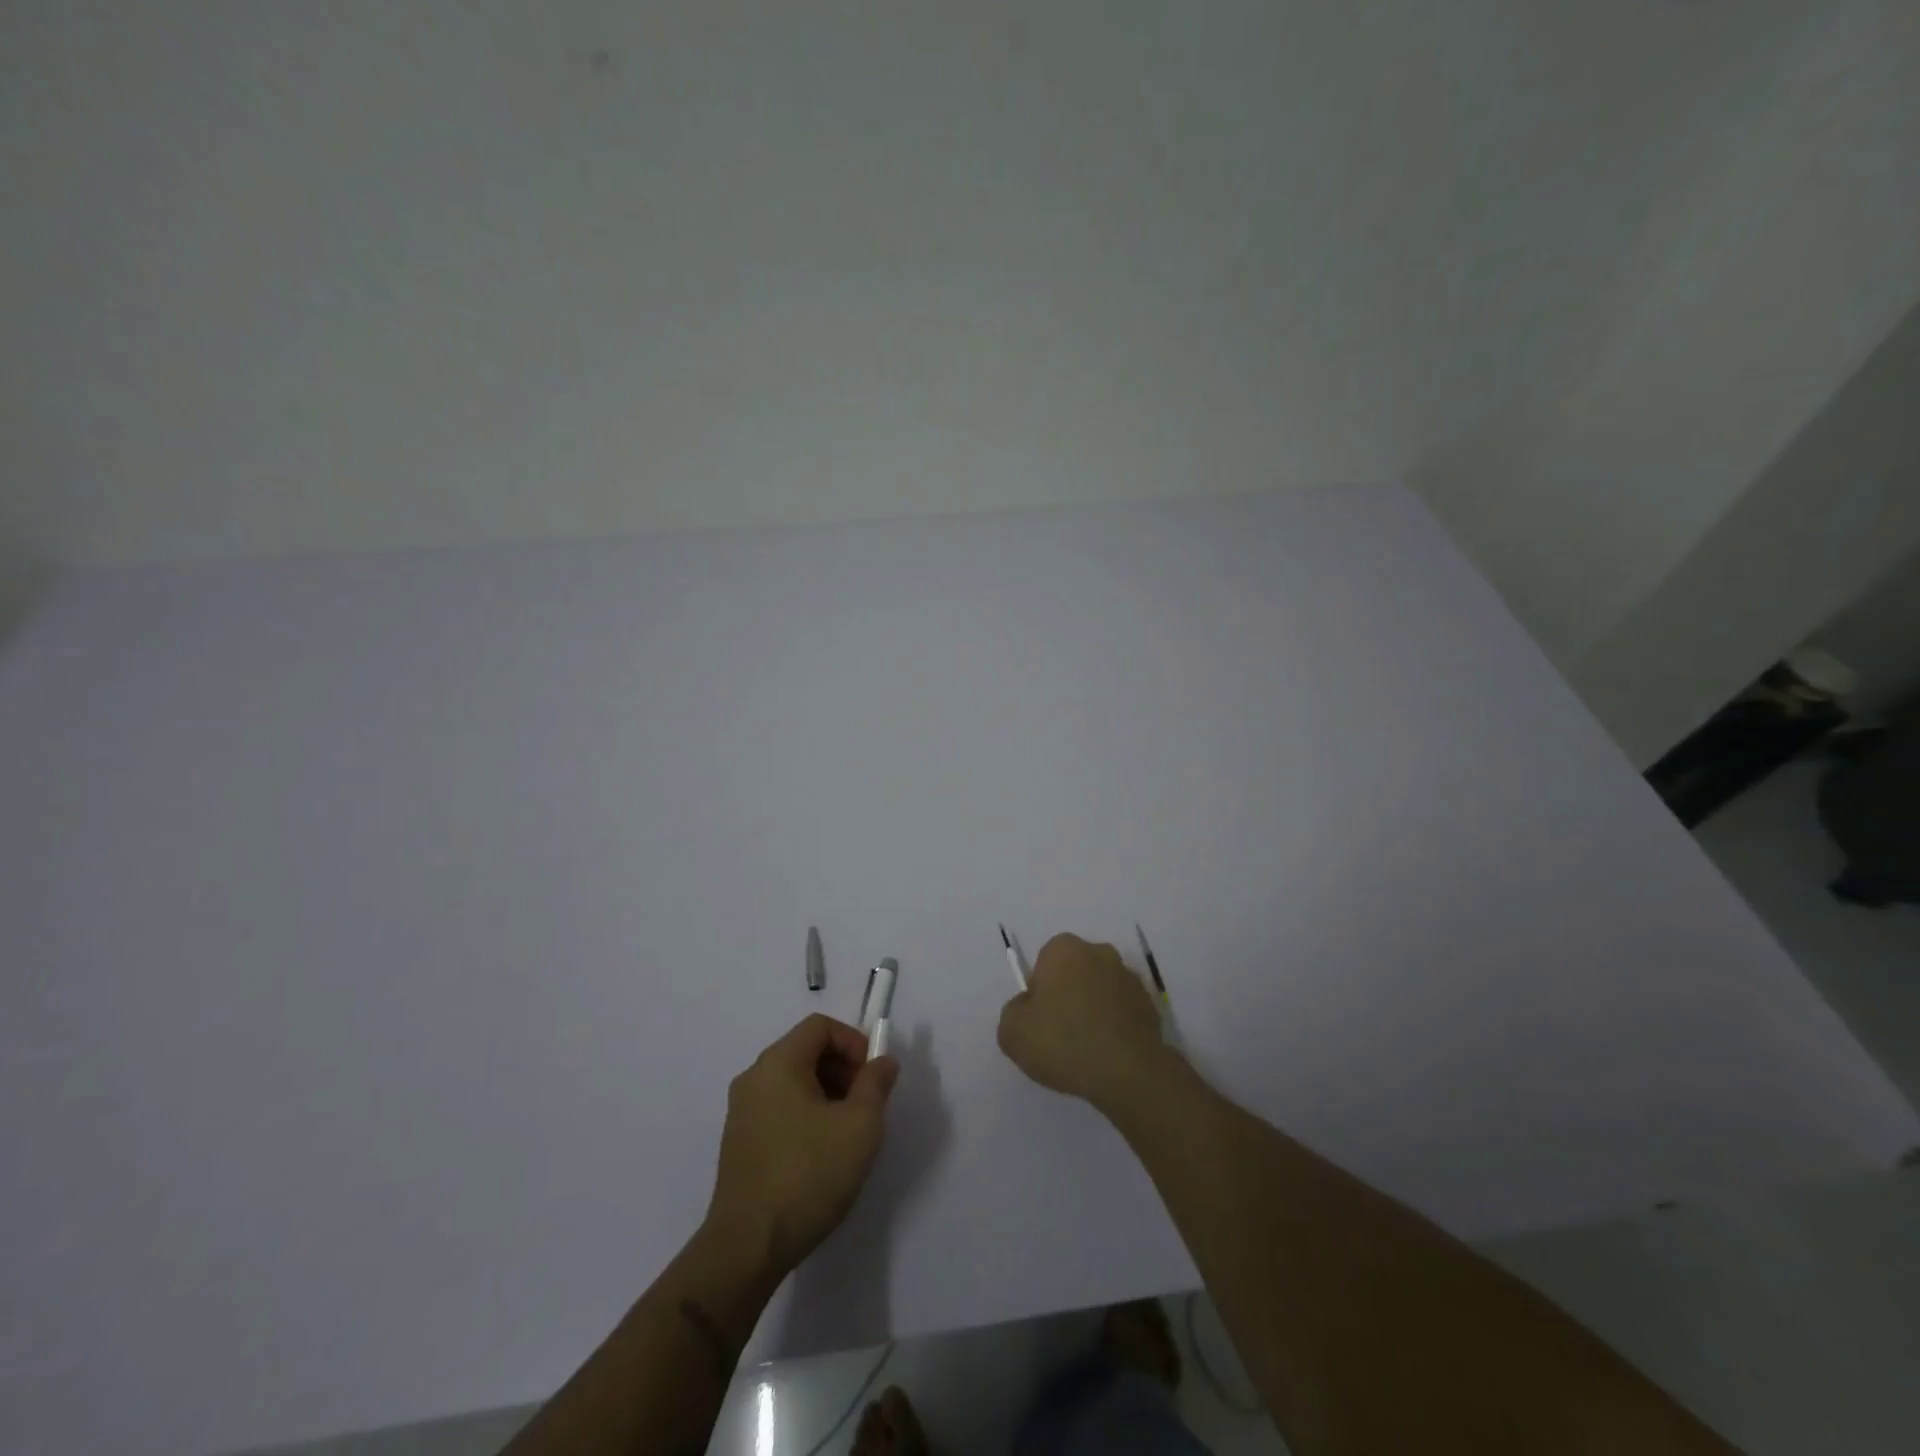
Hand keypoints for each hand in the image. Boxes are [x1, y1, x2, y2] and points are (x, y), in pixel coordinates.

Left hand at [706, 1014, 898, 1278]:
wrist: (747, 1248)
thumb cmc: (808, 1175)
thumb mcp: (860, 1126)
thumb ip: (876, 1084)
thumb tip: (882, 1061)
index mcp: (778, 1063)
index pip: (820, 1027)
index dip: (853, 1042)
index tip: (873, 1077)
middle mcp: (754, 1077)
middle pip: (806, 1051)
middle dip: (843, 1069)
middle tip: (865, 1105)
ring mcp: (742, 1111)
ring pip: (794, 1081)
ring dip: (827, 1093)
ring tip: (848, 1132)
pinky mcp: (739, 1141)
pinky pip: (780, 1107)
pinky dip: (806, 1114)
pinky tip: (821, 1153)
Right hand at [997, 933, 1168, 1112]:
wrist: (1128, 1073)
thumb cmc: (1064, 1042)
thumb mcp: (1012, 1032)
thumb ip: (1013, 1011)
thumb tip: (1028, 1008)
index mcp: (1064, 949)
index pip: (1044, 961)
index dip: (1040, 991)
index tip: (1040, 1019)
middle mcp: (1100, 952)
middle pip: (1075, 971)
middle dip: (1068, 994)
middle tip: (1060, 1033)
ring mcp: (1129, 978)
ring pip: (1101, 990)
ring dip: (1094, 1009)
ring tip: (1086, 1048)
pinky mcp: (1150, 1004)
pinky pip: (1122, 1011)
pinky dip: (1115, 1025)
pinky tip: (1108, 1053)